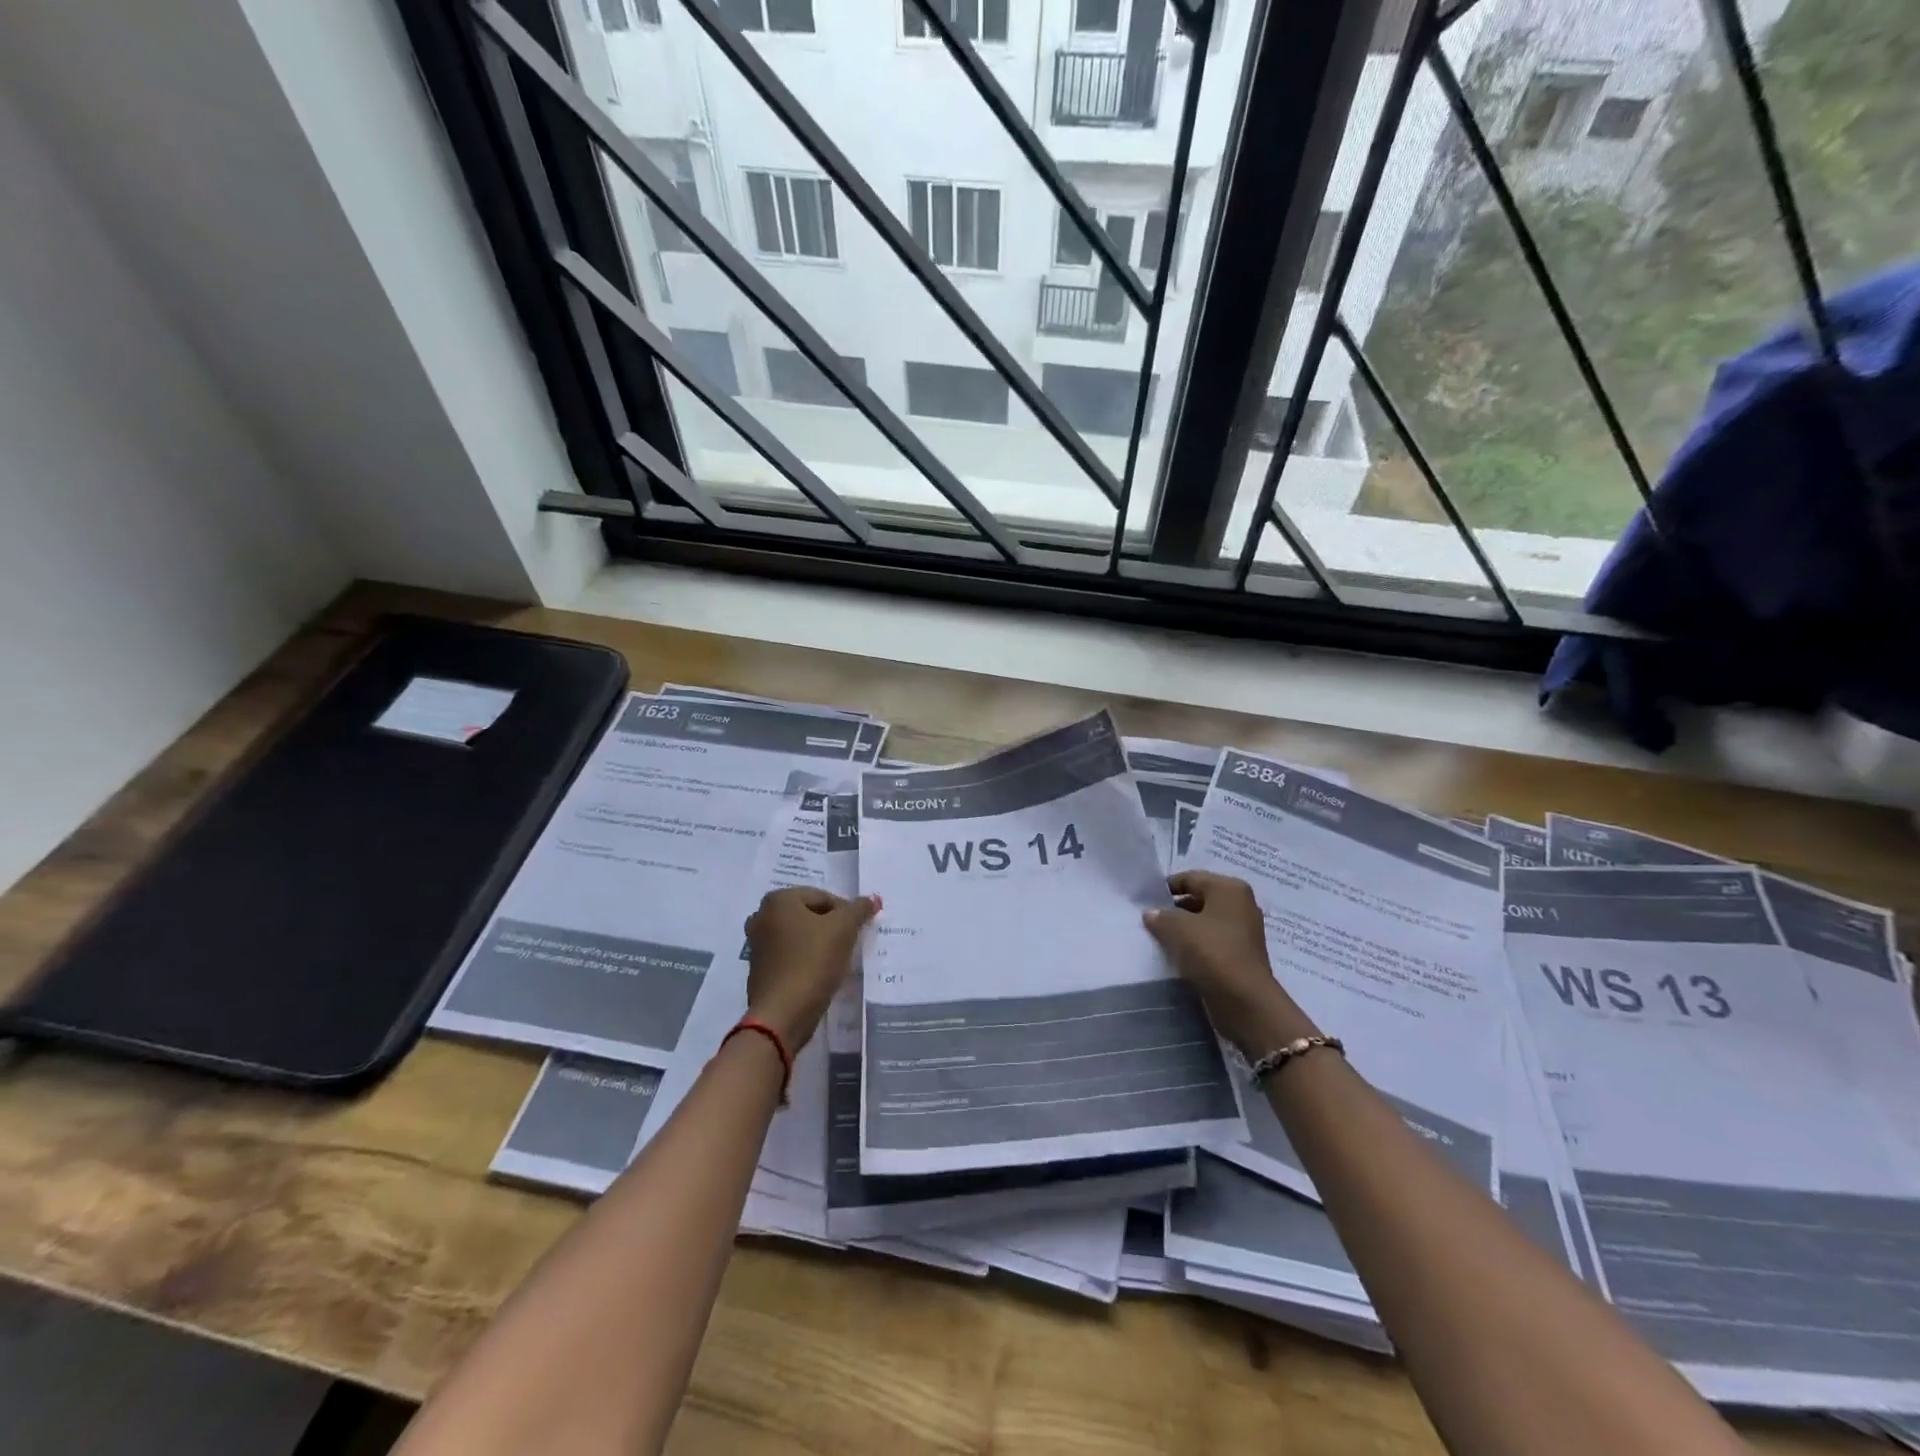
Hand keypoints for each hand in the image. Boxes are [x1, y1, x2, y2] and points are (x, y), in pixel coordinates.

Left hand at [744, 887, 878, 1047]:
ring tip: (836, 961)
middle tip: (848, 945)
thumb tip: (872, 899)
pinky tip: (819, 975)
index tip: (856, 932)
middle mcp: (762, 916)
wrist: (782, 1014)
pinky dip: (805, 960)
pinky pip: (790, 956)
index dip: (845, 913)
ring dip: (819, 945)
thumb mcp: (844, 929)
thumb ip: (859, 909)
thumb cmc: (812, 961)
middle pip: (810, 915)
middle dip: (831, 928)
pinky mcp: (759, 969)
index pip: (823, 897)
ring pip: (800, 936)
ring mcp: (757, 944)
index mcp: (778, 900)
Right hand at [1144, 871, 1315, 1053]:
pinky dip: (1195, 946)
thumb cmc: (1212, 953)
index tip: (1145, 901)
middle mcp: (1241, 905)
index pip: (1190, 878)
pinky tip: (1177, 956)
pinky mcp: (1241, 955)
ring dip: (1184, 930)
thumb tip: (1151, 914)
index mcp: (1229, 889)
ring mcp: (1244, 931)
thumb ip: (1160, 916)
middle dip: (1174, 909)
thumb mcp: (1177, 928)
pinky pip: (1212, 943)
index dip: (1166, 887)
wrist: (1245, 1002)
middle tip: (1150, 920)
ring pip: (1205, 923)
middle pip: (1199, 899)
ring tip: (1159, 939)